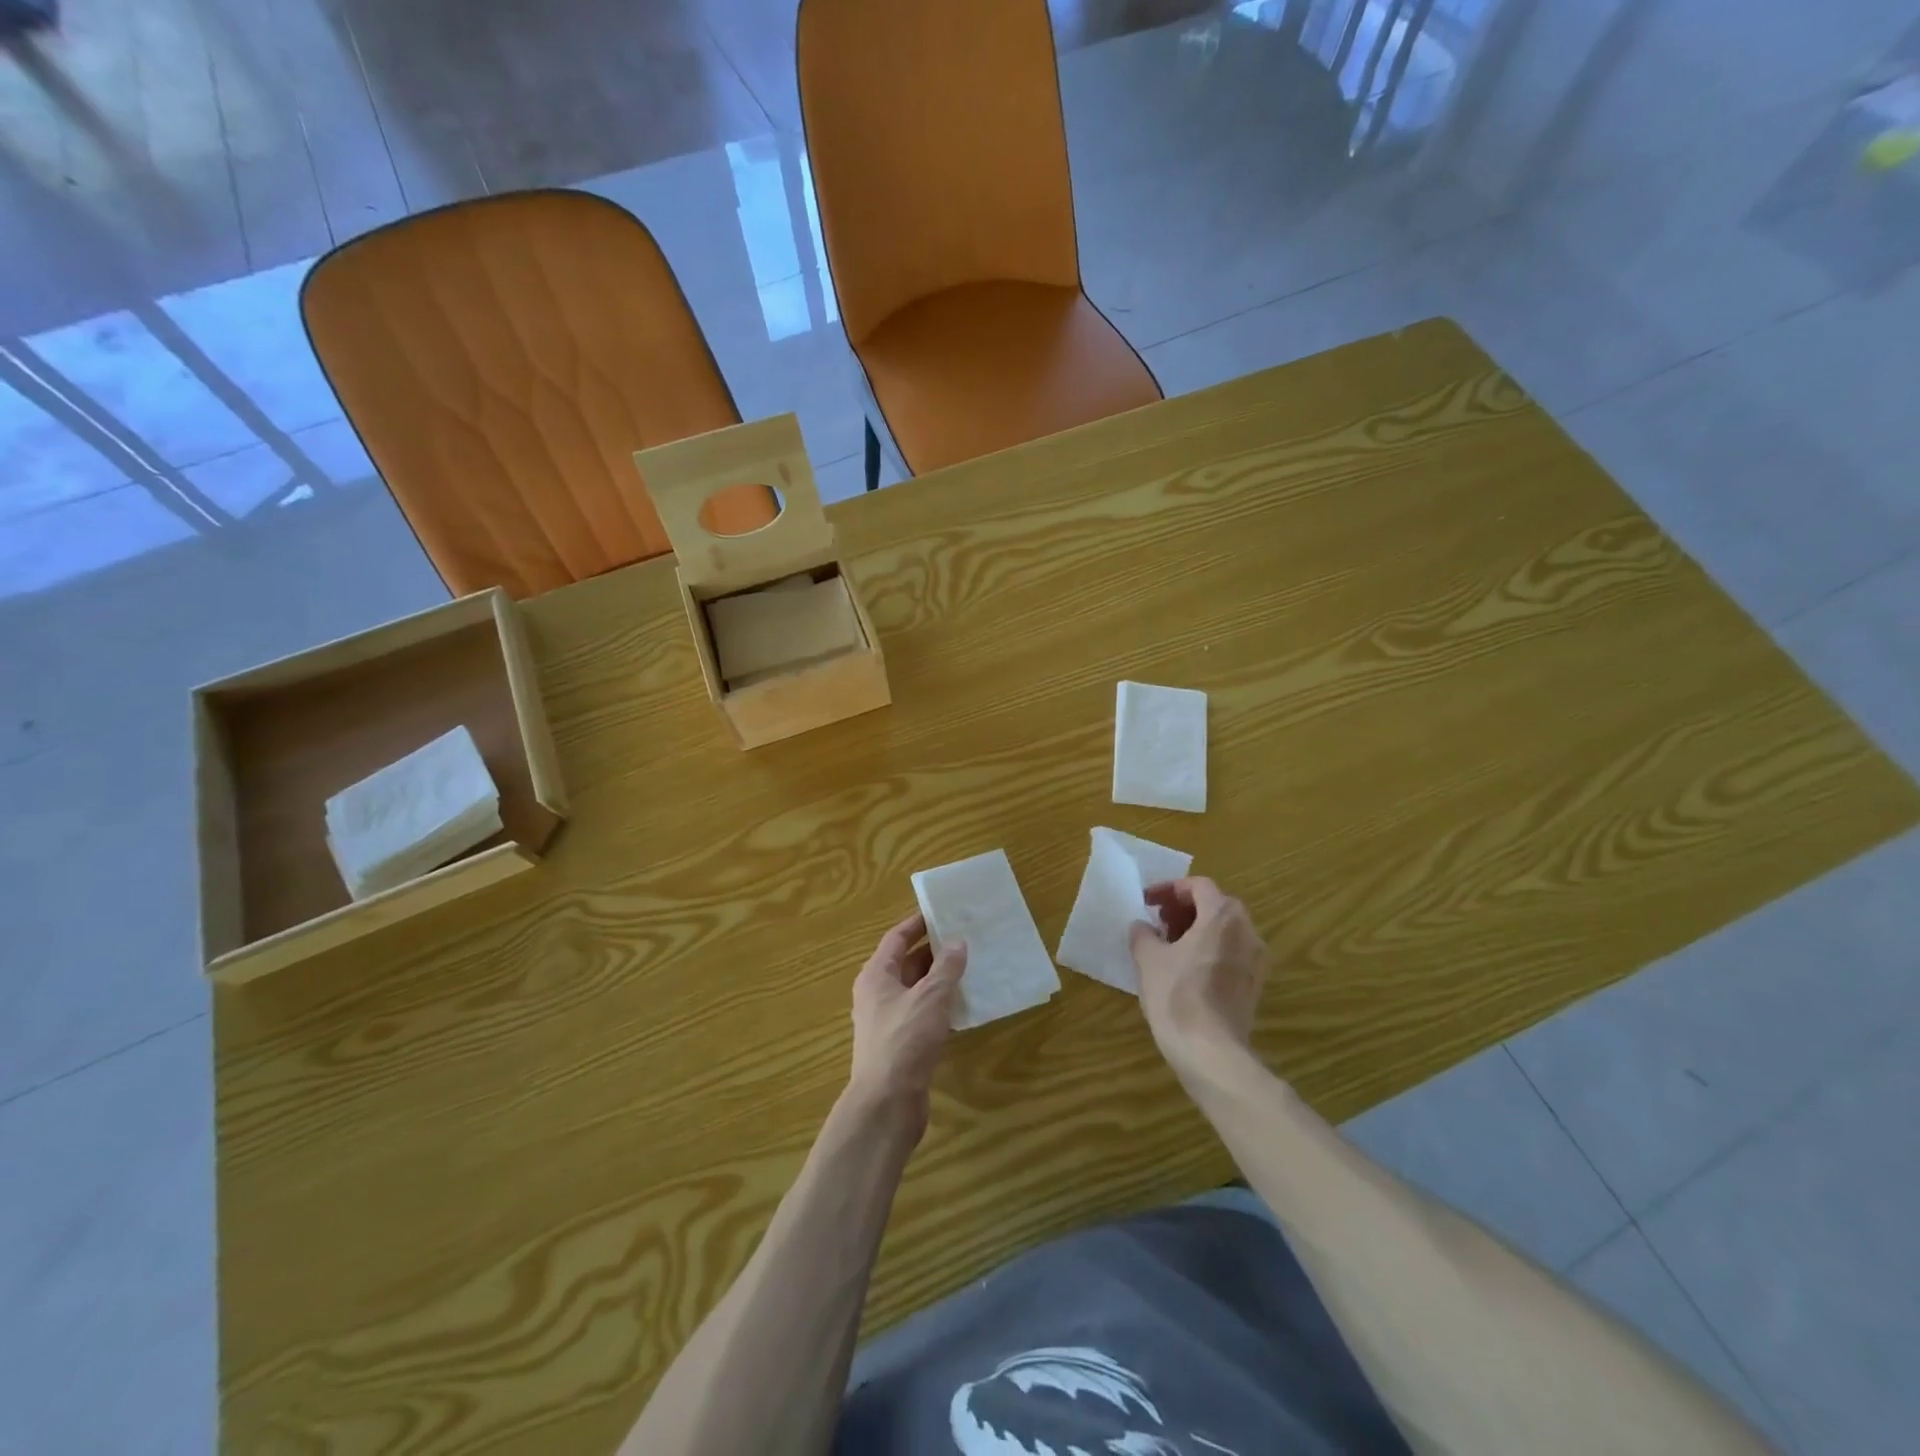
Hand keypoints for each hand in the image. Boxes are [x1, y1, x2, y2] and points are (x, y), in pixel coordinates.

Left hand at [848, 911, 966, 1123]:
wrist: (886, 1103)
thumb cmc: (904, 1040)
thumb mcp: (930, 998)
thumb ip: (946, 968)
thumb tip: (957, 942)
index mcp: (876, 975)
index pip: (896, 938)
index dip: (918, 924)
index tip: (942, 912)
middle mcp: (877, 994)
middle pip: (906, 963)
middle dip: (934, 952)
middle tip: (965, 939)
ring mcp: (887, 1021)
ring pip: (916, 991)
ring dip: (939, 980)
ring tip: (971, 968)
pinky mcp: (900, 1045)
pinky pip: (922, 1015)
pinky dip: (940, 1007)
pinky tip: (964, 1008)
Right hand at [1129, 877, 1268, 1076]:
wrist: (1211, 1051)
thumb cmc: (1177, 996)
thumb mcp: (1148, 959)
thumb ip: (1143, 934)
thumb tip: (1142, 926)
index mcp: (1222, 917)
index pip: (1199, 886)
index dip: (1170, 889)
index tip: (1148, 902)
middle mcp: (1247, 931)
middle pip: (1217, 905)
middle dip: (1186, 908)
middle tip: (1160, 921)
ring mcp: (1256, 960)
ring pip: (1227, 930)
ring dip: (1199, 929)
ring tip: (1170, 945)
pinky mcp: (1255, 984)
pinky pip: (1232, 952)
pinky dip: (1211, 949)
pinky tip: (1187, 969)